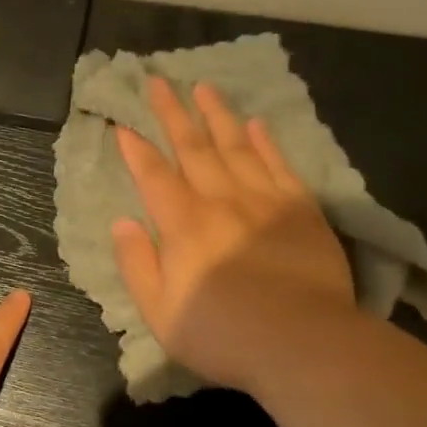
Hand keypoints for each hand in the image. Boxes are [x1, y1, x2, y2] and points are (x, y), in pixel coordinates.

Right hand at [111, 76, 354, 391]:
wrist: (304, 344)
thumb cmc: (223, 334)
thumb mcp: (159, 311)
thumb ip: (136, 263)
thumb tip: (122, 221)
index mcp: (183, 224)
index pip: (153, 175)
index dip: (136, 149)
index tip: (122, 124)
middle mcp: (221, 201)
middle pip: (193, 148)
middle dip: (172, 113)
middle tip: (159, 82)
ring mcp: (265, 201)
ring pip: (236, 146)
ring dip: (217, 115)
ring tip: (203, 88)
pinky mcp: (302, 210)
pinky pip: (279, 165)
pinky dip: (265, 142)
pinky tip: (255, 125)